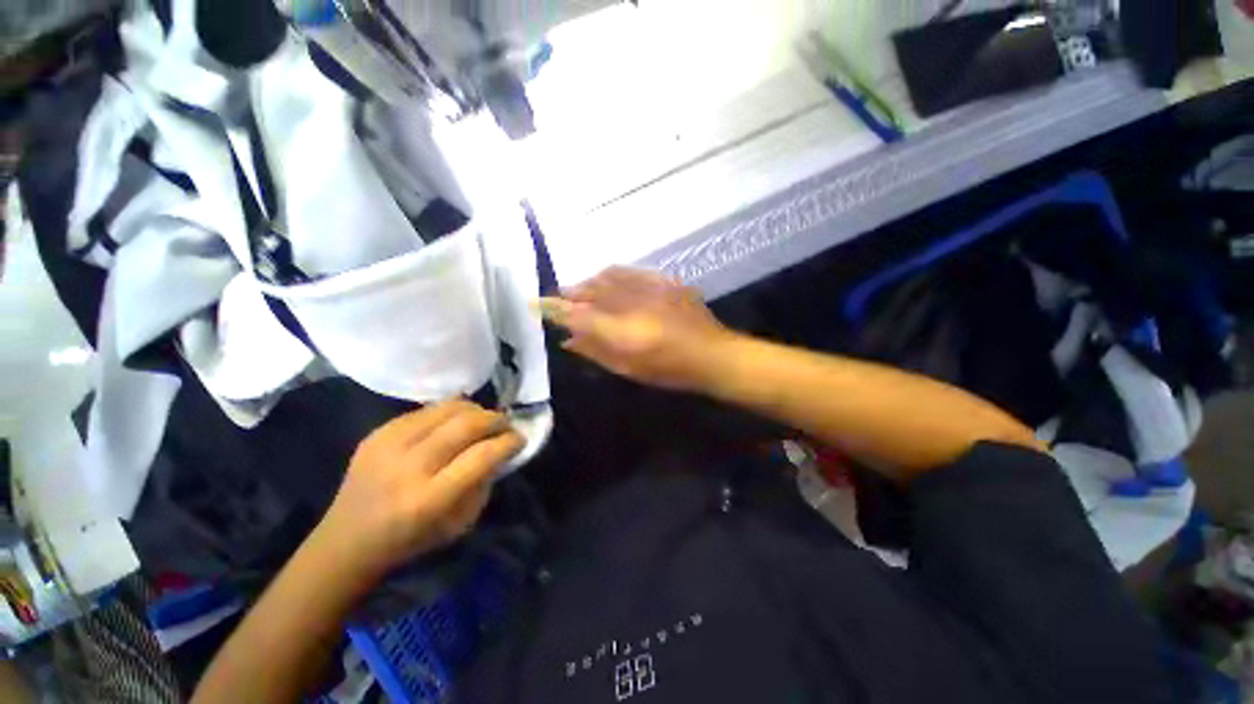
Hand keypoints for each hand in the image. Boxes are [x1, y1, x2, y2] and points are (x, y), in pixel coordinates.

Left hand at [316, 400, 522, 579]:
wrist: (346, 540)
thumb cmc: (410, 539)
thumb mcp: (459, 524)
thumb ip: (483, 483)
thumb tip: (500, 449)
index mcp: (428, 499)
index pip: (481, 456)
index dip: (508, 442)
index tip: (520, 439)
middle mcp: (408, 467)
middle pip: (466, 424)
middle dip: (496, 419)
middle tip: (506, 425)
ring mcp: (388, 445)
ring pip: (448, 408)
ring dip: (476, 410)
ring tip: (483, 420)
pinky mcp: (377, 433)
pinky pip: (426, 410)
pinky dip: (449, 412)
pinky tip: (455, 422)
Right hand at [539, 267, 734, 391]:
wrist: (713, 355)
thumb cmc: (670, 371)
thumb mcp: (629, 369)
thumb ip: (596, 352)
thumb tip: (567, 340)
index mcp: (624, 333)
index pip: (578, 315)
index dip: (554, 308)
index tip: (537, 303)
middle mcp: (634, 305)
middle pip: (591, 291)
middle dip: (571, 293)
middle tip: (560, 298)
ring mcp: (650, 289)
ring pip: (608, 277)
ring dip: (590, 282)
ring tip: (581, 289)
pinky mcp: (664, 281)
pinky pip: (630, 271)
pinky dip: (613, 274)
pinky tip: (608, 279)